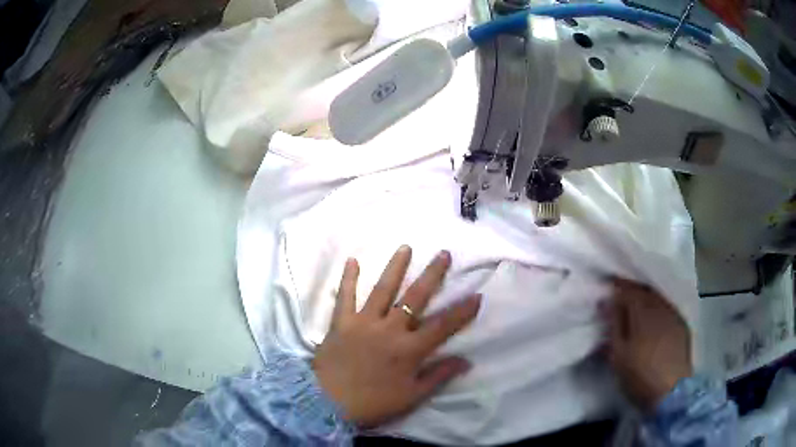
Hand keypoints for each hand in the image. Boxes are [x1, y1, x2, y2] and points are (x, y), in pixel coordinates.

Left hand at [312, 246, 481, 428]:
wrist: (327, 404)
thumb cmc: (374, 403)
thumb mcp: (412, 396)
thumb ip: (439, 376)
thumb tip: (466, 361)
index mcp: (409, 350)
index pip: (442, 326)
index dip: (462, 312)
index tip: (477, 295)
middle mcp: (389, 330)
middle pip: (415, 298)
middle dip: (432, 275)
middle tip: (443, 254)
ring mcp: (363, 323)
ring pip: (382, 290)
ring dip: (395, 267)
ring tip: (405, 248)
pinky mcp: (341, 323)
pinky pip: (345, 297)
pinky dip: (348, 279)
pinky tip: (352, 260)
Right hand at [603, 279, 692, 411]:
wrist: (672, 392)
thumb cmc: (640, 376)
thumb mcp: (618, 355)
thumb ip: (613, 325)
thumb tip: (606, 301)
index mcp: (643, 312)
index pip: (629, 290)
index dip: (617, 286)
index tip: (608, 287)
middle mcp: (661, 306)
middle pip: (645, 289)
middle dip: (632, 289)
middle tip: (620, 295)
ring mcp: (674, 314)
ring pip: (657, 297)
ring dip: (646, 297)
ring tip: (636, 305)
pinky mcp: (682, 324)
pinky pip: (668, 306)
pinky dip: (658, 306)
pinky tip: (654, 316)